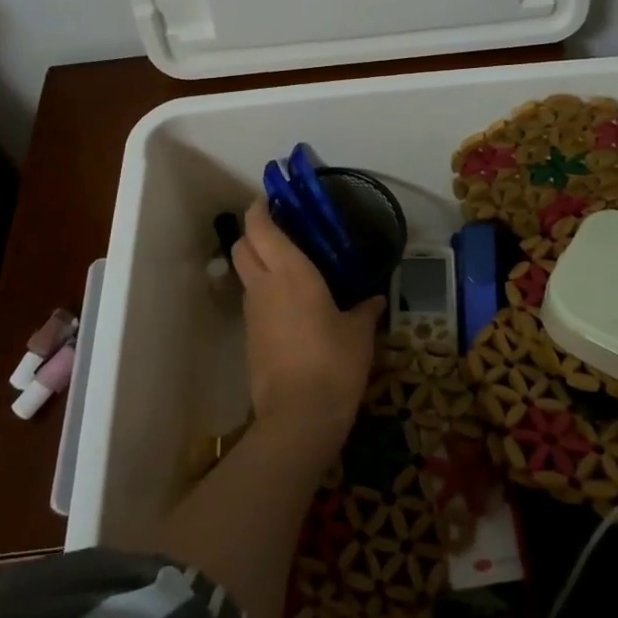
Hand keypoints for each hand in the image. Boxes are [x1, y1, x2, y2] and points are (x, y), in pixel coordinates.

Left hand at [232, 199, 380, 460]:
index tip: (270, 200)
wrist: (299, 417)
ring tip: (290, 269)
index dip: (260, 209)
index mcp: (290, 272)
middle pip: (241, 246)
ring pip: (245, 275)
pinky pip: (253, 303)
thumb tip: (376, 300)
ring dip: (258, 264)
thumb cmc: (334, 362)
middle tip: (280, 231)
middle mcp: (264, 286)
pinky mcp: (250, 339)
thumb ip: (365, 310)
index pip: (260, 227)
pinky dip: (264, 294)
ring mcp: (252, 314)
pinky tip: (292, 307)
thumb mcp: (359, 334)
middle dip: (253, 233)